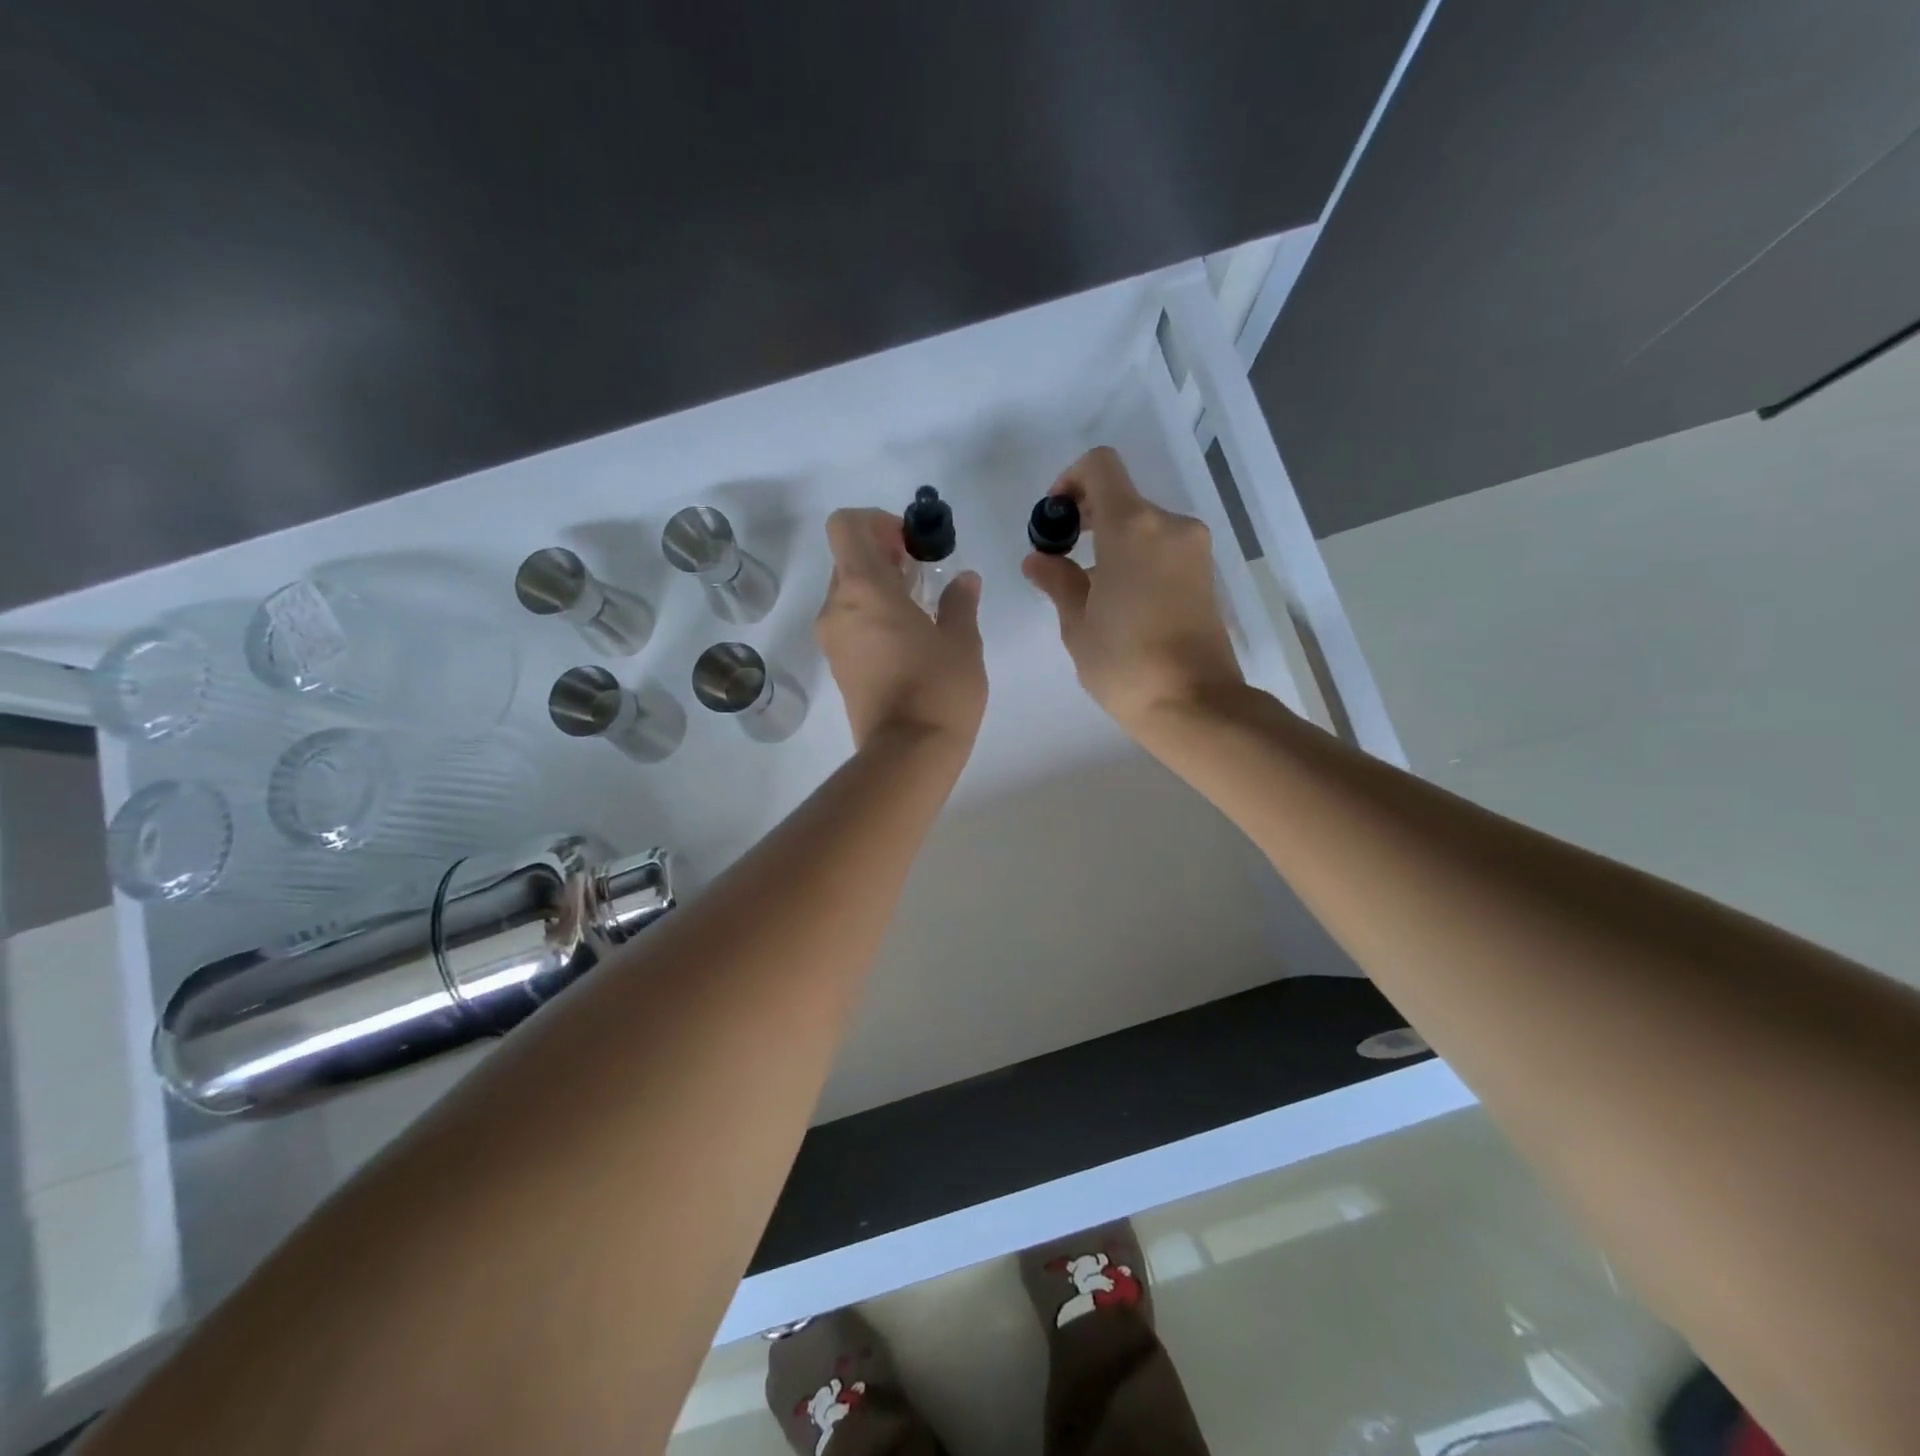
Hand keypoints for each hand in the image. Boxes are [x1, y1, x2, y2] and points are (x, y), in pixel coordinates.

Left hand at [816, 508, 986, 750]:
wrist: (907, 755)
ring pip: (848, 593)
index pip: (846, 525)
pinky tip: (908, 637)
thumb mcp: (962, 641)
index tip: (911, 545)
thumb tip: (964, 580)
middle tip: (922, 574)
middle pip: (847, 558)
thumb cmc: (939, 689)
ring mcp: (833, 640)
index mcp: (864, 588)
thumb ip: (960, 602)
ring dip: (879, 587)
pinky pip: (849, 623)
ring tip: (920, 607)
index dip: (877, 522)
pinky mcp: (838, 667)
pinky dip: (872, 616)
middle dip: (882, 555)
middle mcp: (837, 608)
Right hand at [1023, 446, 1243, 736]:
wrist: (1194, 703)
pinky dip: (1136, 556)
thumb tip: (1039, 559)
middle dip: (1086, 517)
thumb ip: (1058, 580)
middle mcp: (1169, 525)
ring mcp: (1193, 548)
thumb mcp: (1078, 624)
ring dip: (1111, 540)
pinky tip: (1120, 599)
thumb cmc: (1125, 664)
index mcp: (1131, 527)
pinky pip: (1161, 547)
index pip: (1100, 466)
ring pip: (1142, 524)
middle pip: (1121, 496)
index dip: (1069, 481)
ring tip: (1090, 588)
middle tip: (1062, 558)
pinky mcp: (1205, 572)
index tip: (1055, 521)